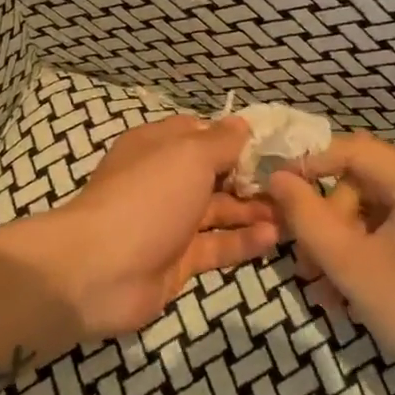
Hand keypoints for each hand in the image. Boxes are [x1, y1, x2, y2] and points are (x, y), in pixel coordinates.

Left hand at [14, 115, 280, 339]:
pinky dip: (243, 241)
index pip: (202, 133)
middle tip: (294, 184)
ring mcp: (170, 222)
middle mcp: (164, 180)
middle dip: (252, 178)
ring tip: (293, 213)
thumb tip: (242, 124)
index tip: (275, 146)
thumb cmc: (147, 197)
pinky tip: (274, 238)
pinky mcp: (178, 260)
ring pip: (220, 211)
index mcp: (158, 146)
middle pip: (215, 174)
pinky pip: (217, 246)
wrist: (99, 270)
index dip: (236, 138)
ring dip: (254, 211)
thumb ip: (221, 141)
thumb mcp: (189, 156)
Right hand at [265, 134, 394, 394]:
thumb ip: (307, 217)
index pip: (352, 150)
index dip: (308, 166)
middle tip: (307, 269)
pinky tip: (358, 290)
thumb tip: (277, 177)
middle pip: (366, 181)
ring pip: (383, 207)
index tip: (274, 195)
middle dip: (331, 221)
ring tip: (328, 292)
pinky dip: (378, 248)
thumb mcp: (353, 266)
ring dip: (349, 242)